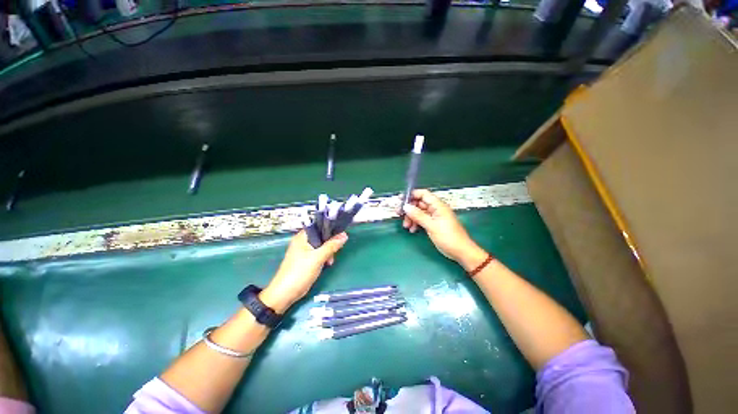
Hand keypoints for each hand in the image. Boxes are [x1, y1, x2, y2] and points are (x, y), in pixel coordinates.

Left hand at [260, 230, 347, 313]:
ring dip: (328, 251)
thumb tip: (345, 235)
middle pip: (321, 236)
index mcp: (303, 237)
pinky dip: (324, 257)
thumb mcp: (318, 257)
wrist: (285, 293)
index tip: (341, 234)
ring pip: (321, 246)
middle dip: (330, 243)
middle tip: (335, 251)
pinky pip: (319, 254)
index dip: (330, 228)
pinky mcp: (306, 260)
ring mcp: (304, 251)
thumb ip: (331, 246)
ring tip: (330, 261)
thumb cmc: (300, 272)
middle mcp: (303, 242)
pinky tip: (327, 263)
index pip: (319, 226)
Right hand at [402, 189, 486, 270]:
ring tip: (406, 226)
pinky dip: (416, 223)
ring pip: (419, 212)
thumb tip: (406, 206)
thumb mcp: (431, 226)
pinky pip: (422, 220)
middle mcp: (436, 209)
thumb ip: (418, 215)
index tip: (400, 200)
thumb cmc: (448, 237)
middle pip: (419, 203)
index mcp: (438, 205)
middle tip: (400, 215)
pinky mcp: (434, 224)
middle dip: (409, 209)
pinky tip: (412, 230)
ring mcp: (435, 217)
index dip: (411, 195)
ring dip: (411, 218)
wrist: (461, 252)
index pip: (423, 194)